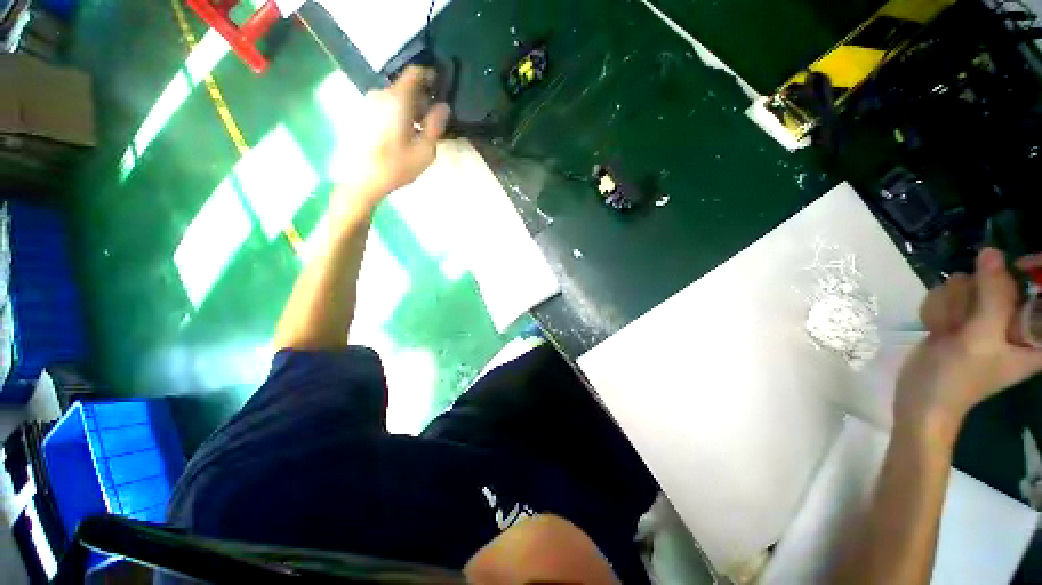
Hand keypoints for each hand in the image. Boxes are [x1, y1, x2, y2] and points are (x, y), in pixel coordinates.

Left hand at [339, 66, 450, 206]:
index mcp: (397, 98)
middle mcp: (379, 96)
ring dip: (403, 108)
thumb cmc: (394, 167)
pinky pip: (379, 109)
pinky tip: (393, 137)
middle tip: (426, 117)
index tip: (437, 90)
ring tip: (410, 130)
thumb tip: (442, 107)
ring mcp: (365, 107)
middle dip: (417, 97)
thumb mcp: (425, 149)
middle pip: (403, 86)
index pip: (415, 71)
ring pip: (390, 98)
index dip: (429, 76)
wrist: (358, 186)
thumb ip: (436, 123)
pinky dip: (389, 115)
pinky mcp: (356, 119)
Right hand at [896, 248, 1041, 436]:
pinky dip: (945, 303)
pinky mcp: (965, 314)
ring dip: (960, 296)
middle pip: (1011, 278)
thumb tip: (992, 251)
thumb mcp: (983, 338)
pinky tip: (941, 327)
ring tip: (954, 328)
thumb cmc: (959, 383)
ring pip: (979, 276)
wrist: (920, 406)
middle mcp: (1011, 326)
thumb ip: (994, 292)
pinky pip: (958, 286)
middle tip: (979, 312)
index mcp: (1024, 342)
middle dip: (989, 286)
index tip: (1036, 275)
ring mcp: (988, 318)